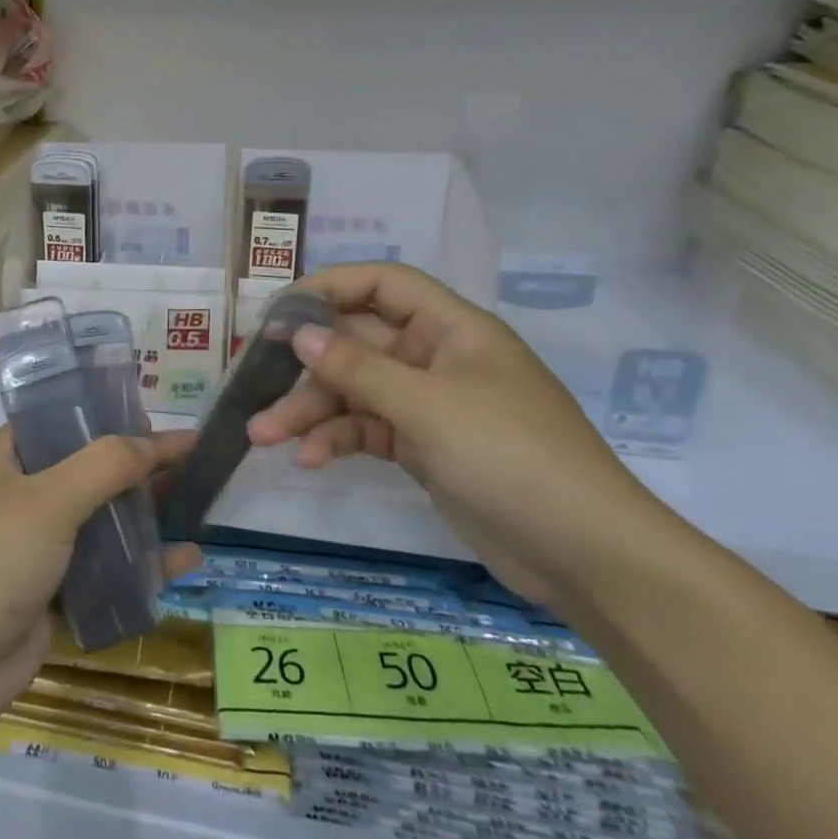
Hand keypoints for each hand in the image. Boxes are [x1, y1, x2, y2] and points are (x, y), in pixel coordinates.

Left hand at [0, 427, 200, 730]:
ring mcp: (34, 545)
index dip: (107, 415)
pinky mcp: (50, 589)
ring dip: (144, 515)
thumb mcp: (49, 501)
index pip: (62, 421)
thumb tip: (157, 439)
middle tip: (190, 459)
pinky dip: (140, 563)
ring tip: (197, 501)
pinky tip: (184, 561)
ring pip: (100, 519)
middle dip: (136, 466)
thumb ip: (106, 465)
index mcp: (4, 458)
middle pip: (87, 469)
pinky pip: (103, 566)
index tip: (156, 415)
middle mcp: (18, 494)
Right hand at [247, 263, 671, 606]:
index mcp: (451, 328)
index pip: (382, 284)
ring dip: (310, 410)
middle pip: (358, 343)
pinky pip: (368, 430)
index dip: (329, 287)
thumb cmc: (510, 456)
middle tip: (253, 379)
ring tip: (263, 435)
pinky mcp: (424, 447)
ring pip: (355, 391)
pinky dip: (338, 440)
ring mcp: (430, 405)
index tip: (278, 311)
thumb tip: (298, 332)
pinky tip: (309, 459)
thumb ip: (357, 367)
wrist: (584, 554)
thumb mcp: (426, 407)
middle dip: (306, 364)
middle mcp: (437, 358)